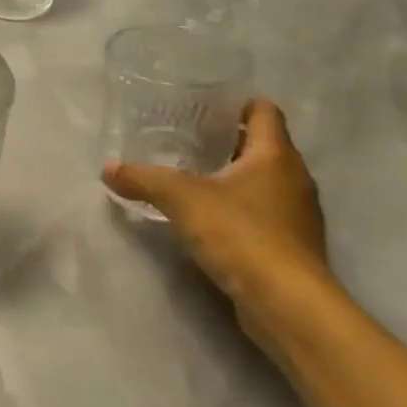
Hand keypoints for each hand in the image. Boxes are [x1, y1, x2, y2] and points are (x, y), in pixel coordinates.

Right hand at [103, 98, 335, 337]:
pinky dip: (238, 208)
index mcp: (276, 156)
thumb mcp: (180, 198)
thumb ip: (143, 178)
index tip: (204, 103)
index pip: (264, 111)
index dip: (237, 103)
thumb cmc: (241, 233)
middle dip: (227, 139)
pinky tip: (207, 217)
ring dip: (232, 176)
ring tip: (190, 175)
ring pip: (263, 181)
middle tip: (184, 136)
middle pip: (262, 146)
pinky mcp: (291, 246)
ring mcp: (297, 215)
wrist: (286, 304)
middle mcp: (294, 179)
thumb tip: (108, 168)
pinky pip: (262, 213)